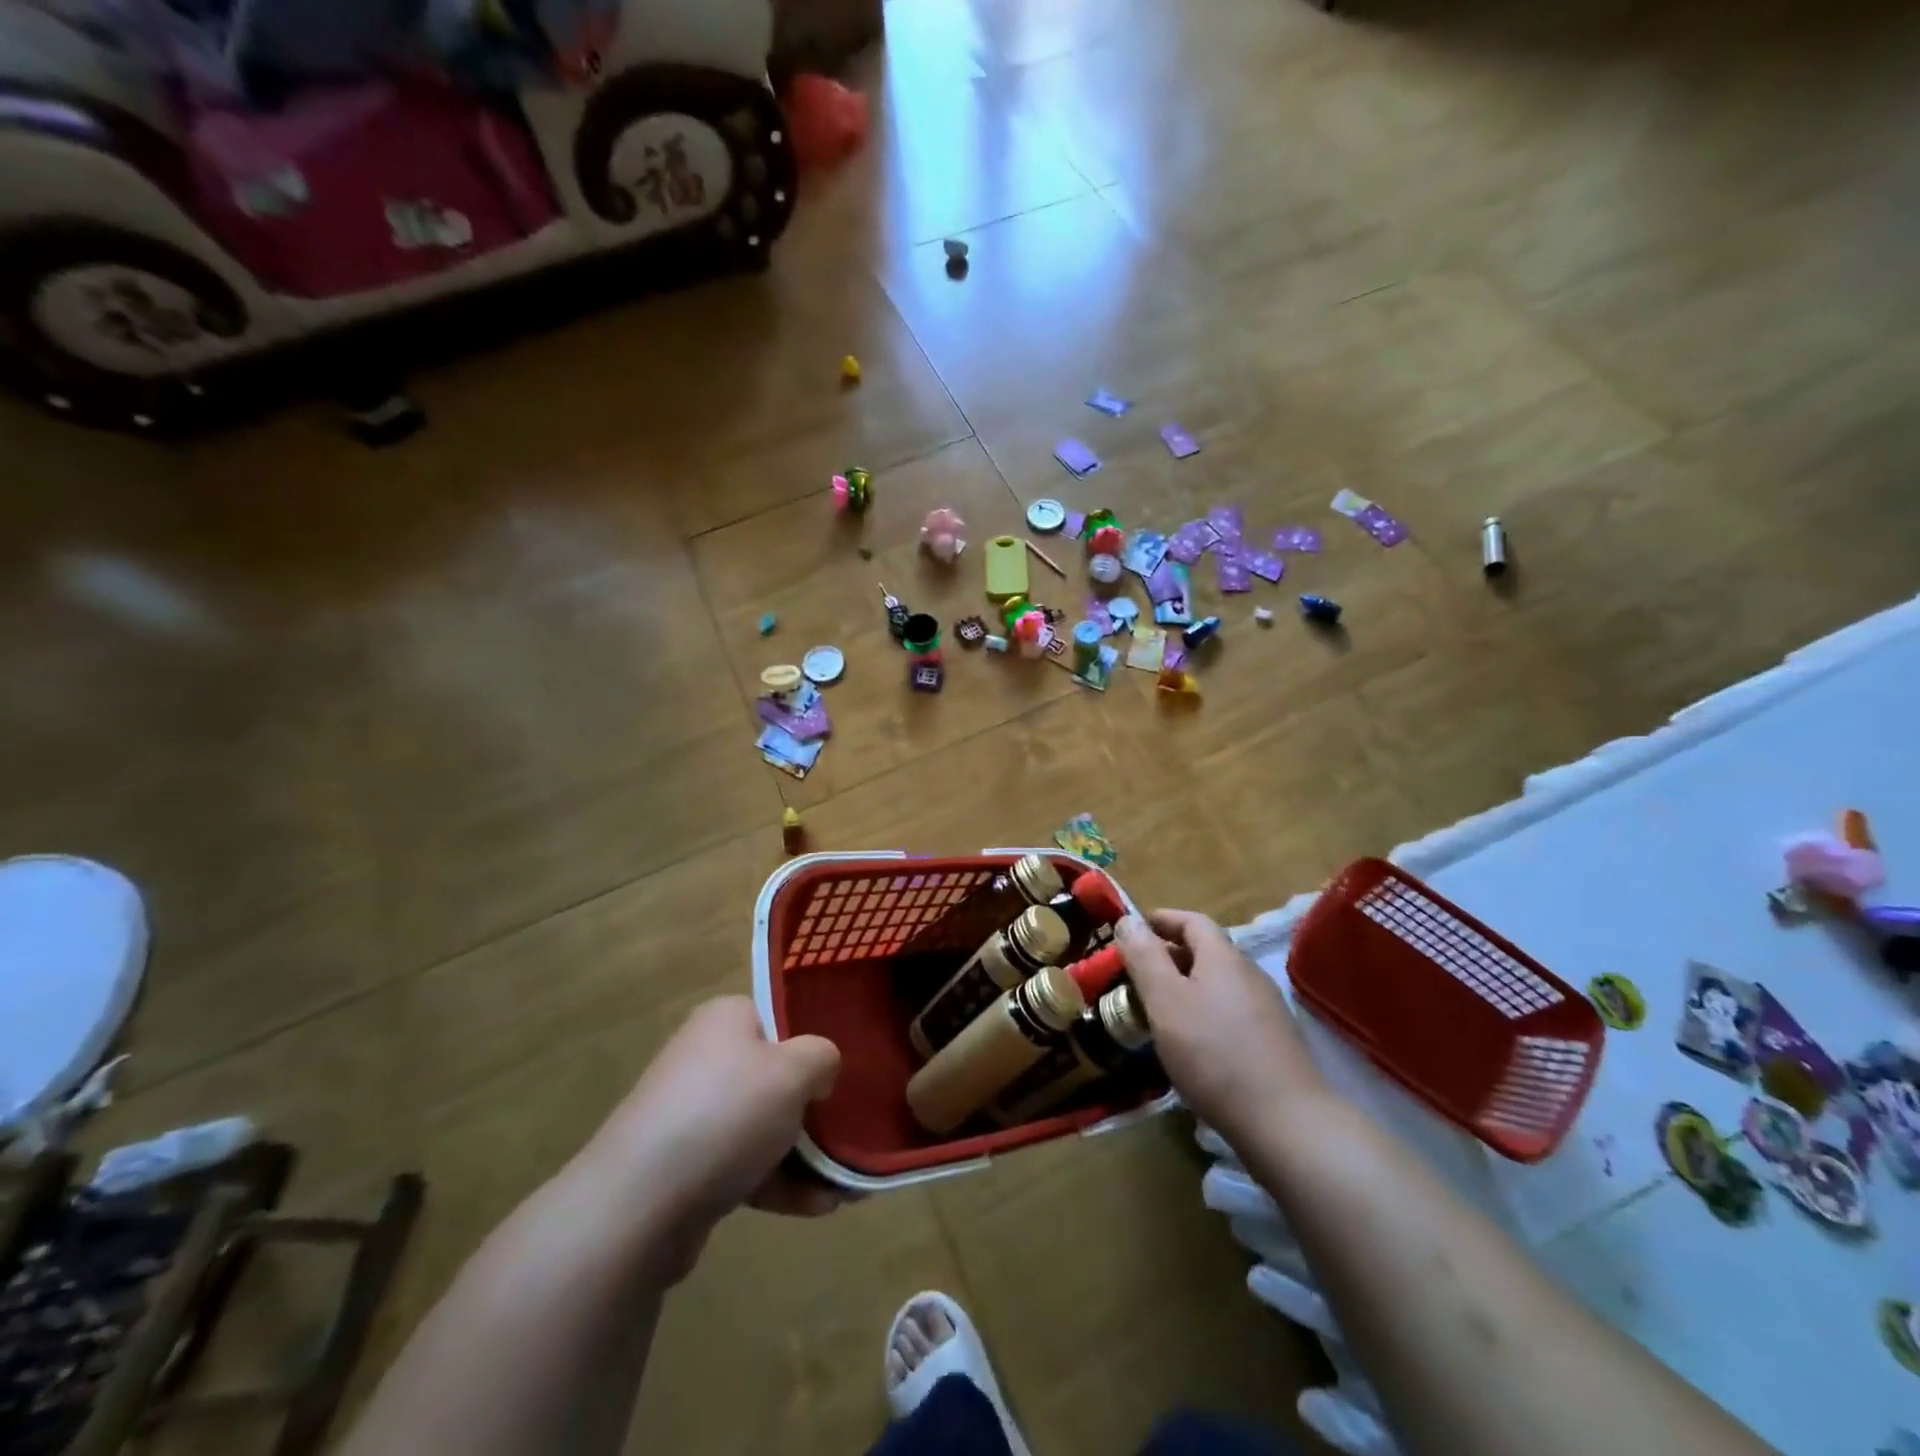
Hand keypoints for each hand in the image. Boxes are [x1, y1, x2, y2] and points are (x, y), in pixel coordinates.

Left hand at [584, 997, 845, 1274]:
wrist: (637, 1206)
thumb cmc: (726, 1114)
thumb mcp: (794, 1071)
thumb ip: (822, 1057)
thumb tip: (820, 1072)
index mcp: (726, 1019)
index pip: (782, 1017)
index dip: (816, 1042)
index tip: (847, 1071)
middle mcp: (707, 1058)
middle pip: (777, 1076)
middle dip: (817, 1109)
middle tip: (855, 1131)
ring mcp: (693, 1114)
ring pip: (765, 1126)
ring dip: (806, 1154)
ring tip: (849, 1184)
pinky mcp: (687, 1166)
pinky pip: (746, 1166)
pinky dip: (781, 1183)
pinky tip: (820, 1207)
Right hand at [1116, 910, 1327, 1148]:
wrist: (1287, 1124)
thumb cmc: (1214, 1054)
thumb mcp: (1165, 1001)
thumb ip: (1144, 957)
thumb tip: (1127, 919)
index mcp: (1224, 958)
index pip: (1192, 921)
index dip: (1161, 920)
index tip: (1132, 930)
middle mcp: (1249, 975)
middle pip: (1206, 952)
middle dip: (1168, 956)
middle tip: (1135, 976)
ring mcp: (1267, 1010)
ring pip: (1217, 984)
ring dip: (1185, 987)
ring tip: (1157, 1011)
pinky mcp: (1274, 1043)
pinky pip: (1230, 1012)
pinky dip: (1203, 1013)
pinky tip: (1191, 1044)